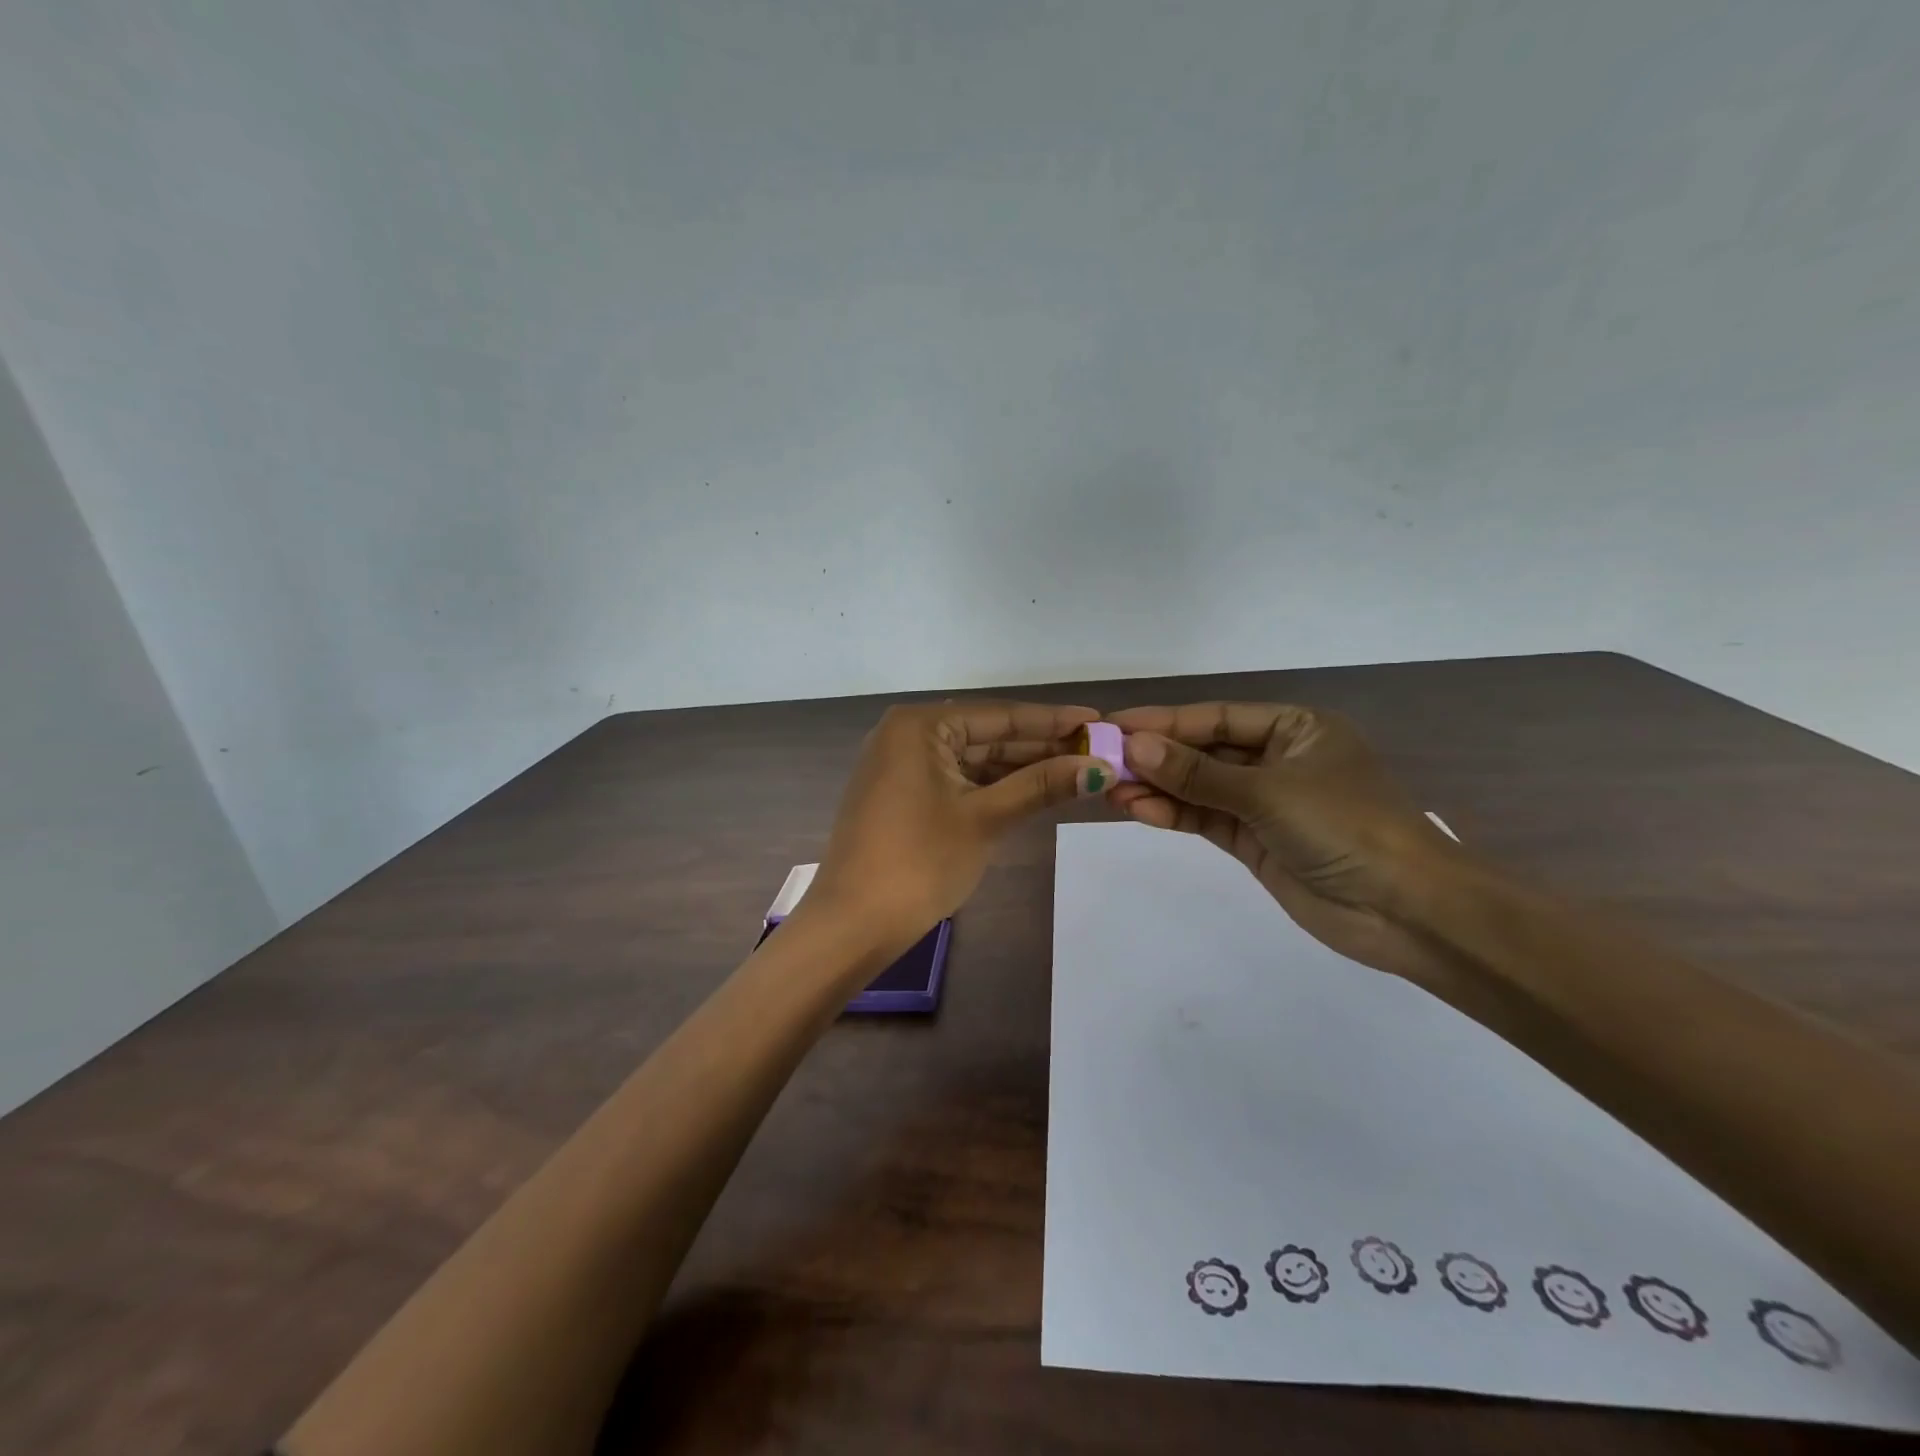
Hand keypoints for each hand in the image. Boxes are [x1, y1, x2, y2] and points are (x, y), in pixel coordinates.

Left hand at [808, 700, 1112, 953]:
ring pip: (974, 760)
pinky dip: (994, 787)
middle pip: (987, 735)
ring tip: (1077, 769)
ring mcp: (900, 766)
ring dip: (1021, 768)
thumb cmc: (919, 862)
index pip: (1000, 715)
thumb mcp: (985, 819)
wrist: (854, 924)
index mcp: (919, 726)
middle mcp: (906, 735)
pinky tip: (1034, 790)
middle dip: (1041, 746)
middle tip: (1097, 750)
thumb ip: (1041, 786)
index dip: (1053, 721)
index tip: (1100, 722)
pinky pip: (957, 779)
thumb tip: (1100, 767)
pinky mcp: (901, 795)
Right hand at [1106, 702, 1466, 985]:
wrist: (1406, 911)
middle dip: (1156, 757)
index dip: (1164, 721)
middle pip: (1205, 751)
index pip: (1216, 717)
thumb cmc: (1346, 827)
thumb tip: (1135, 747)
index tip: (1114, 725)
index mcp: (1295, 728)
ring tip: (1111, 790)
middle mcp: (1278, 759)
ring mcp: (1266, 803)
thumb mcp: (1268, 792)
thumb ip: (1198, 773)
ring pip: (1200, 787)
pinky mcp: (1256, 841)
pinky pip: (1206, 819)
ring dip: (1158, 788)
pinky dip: (1175, 815)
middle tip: (1103, 760)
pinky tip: (1139, 811)